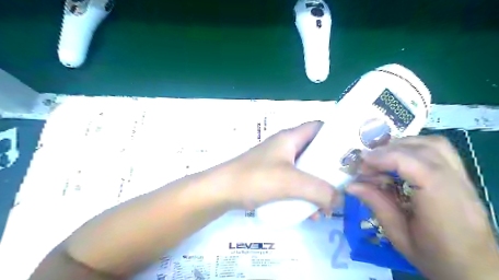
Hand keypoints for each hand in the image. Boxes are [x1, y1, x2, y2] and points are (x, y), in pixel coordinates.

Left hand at [215, 121, 338, 210]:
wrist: (222, 191)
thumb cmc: (256, 178)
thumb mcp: (291, 182)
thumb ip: (319, 191)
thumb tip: (339, 200)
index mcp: (290, 137)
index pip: (319, 127)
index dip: (335, 135)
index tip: (351, 153)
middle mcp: (286, 146)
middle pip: (315, 152)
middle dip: (329, 169)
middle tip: (343, 185)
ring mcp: (278, 162)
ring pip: (306, 170)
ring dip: (317, 187)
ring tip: (326, 207)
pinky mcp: (272, 176)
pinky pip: (294, 183)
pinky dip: (303, 194)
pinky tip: (308, 213)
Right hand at [347, 136, 498, 279]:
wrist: (476, 270)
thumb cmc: (435, 258)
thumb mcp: (398, 235)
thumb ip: (376, 204)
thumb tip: (351, 185)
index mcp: (443, 208)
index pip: (417, 167)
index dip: (386, 158)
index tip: (362, 161)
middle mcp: (458, 188)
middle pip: (425, 150)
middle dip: (389, 150)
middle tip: (367, 162)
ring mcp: (465, 180)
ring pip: (435, 145)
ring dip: (403, 145)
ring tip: (383, 158)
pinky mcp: (463, 177)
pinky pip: (440, 150)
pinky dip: (415, 147)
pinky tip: (401, 159)